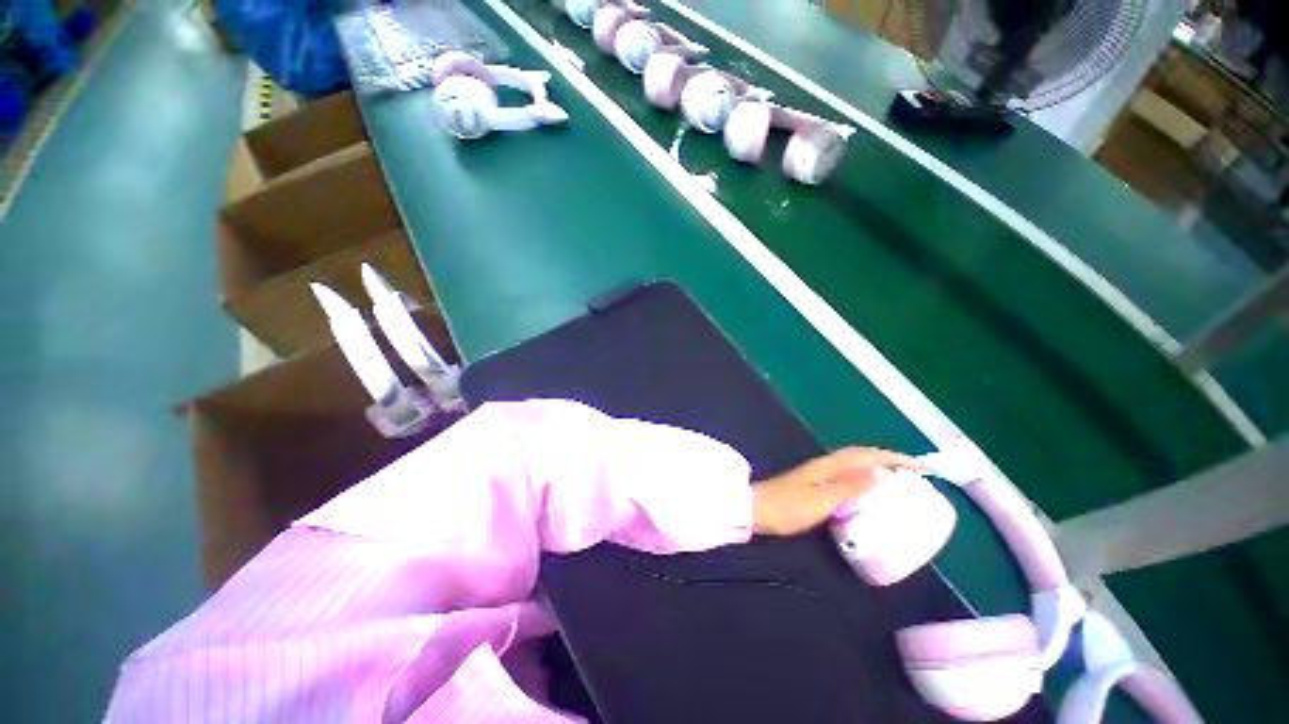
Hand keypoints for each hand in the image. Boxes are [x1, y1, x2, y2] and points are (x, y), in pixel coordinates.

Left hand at [750, 447, 918, 535]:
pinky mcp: (815, 484)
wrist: (757, 509)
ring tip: (900, 484)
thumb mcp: (821, 500)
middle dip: (889, 461)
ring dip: (877, 468)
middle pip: (862, 456)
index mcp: (829, 465)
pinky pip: (848, 476)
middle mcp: (825, 464)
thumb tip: (881, 472)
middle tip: (915, 476)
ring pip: (855, 465)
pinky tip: (869, 494)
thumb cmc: (788, 507)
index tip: (920, 467)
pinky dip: (864, 479)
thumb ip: (849, 487)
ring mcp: (819, 473)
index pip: (866, 455)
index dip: (893, 458)